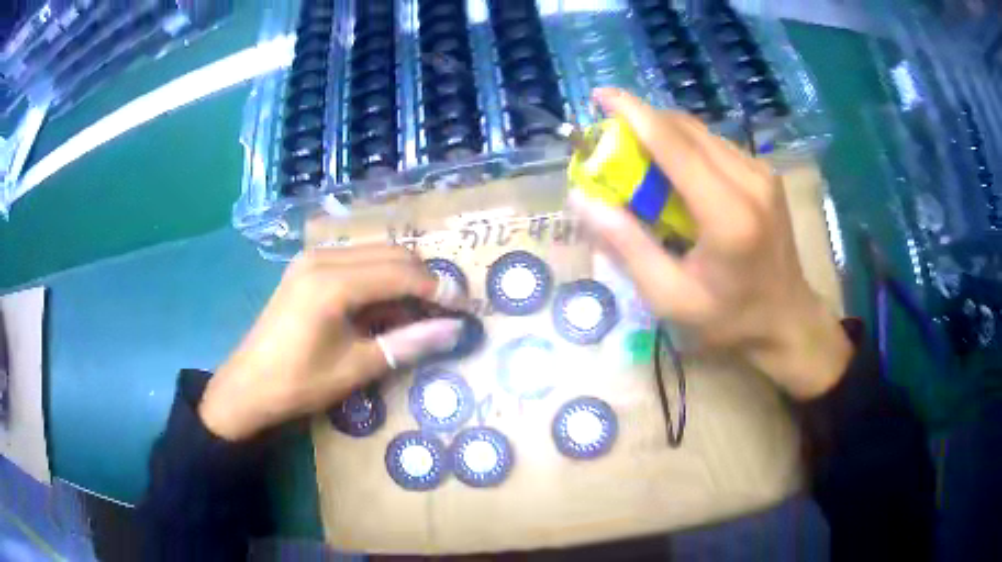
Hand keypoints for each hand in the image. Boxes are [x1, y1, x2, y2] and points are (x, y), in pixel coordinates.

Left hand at [199, 246, 466, 439]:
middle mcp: (323, 258)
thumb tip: (456, 331)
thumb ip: (409, 343)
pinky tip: (385, 307)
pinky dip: (378, 279)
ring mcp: (312, 258)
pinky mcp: (306, 266)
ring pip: (375, 254)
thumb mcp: (358, 367)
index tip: (464, 309)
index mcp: (333, 282)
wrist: (248, 385)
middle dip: (423, 280)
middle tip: (446, 310)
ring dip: (402, 278)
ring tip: (419, 312)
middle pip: (391, 254)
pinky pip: (355, 262)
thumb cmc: (300, 382)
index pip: (401, 273)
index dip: (438, 290)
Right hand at [570, 88, 851, 399]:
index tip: (600, 94)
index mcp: (728, 214)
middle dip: (643, 122)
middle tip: (609, 137)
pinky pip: (716, 145)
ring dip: (664, 132)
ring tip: (637, 155)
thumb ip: (626, 245)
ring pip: (702, 132)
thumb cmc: (729, 318)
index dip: (634, 113)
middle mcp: (750, 181)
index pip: (674, 145)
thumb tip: (580, 199)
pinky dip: (687, 146)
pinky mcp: (765, 173)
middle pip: (687, 129)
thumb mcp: (669, 296)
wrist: (788, 319)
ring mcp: (762, 173)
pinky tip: (673, 169)